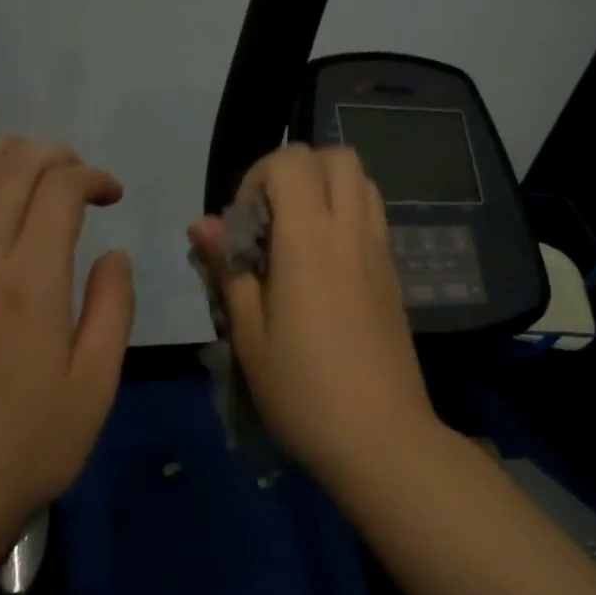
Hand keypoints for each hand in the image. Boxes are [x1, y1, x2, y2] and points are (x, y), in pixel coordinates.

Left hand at [0, 136, 134, 541]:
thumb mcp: (96, 384)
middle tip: (76, 173)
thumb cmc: (31, 444)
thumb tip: (112, 255)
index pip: (58, 189)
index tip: (111, 196)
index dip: (91, 177)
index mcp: (30, 282)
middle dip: (50, 154)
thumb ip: (111, 308)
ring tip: (23, 164)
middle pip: (8, 168)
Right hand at [189, 145, 438, 474]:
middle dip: (296, 170)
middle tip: (270, 219)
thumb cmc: (302, 390)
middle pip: (337, 156)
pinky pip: (373, 216)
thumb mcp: (249, 333)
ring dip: (326, 188)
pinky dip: (347, 214)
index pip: (292, 162)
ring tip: (297, 235)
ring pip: (362, 181)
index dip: (258, 177)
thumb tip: (202, 223)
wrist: (381, 438)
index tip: (242, 225)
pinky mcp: (394, 274)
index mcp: (310, 240)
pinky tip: (324, 265)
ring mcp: (380, 251)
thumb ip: (227, 268)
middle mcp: (352, 231)